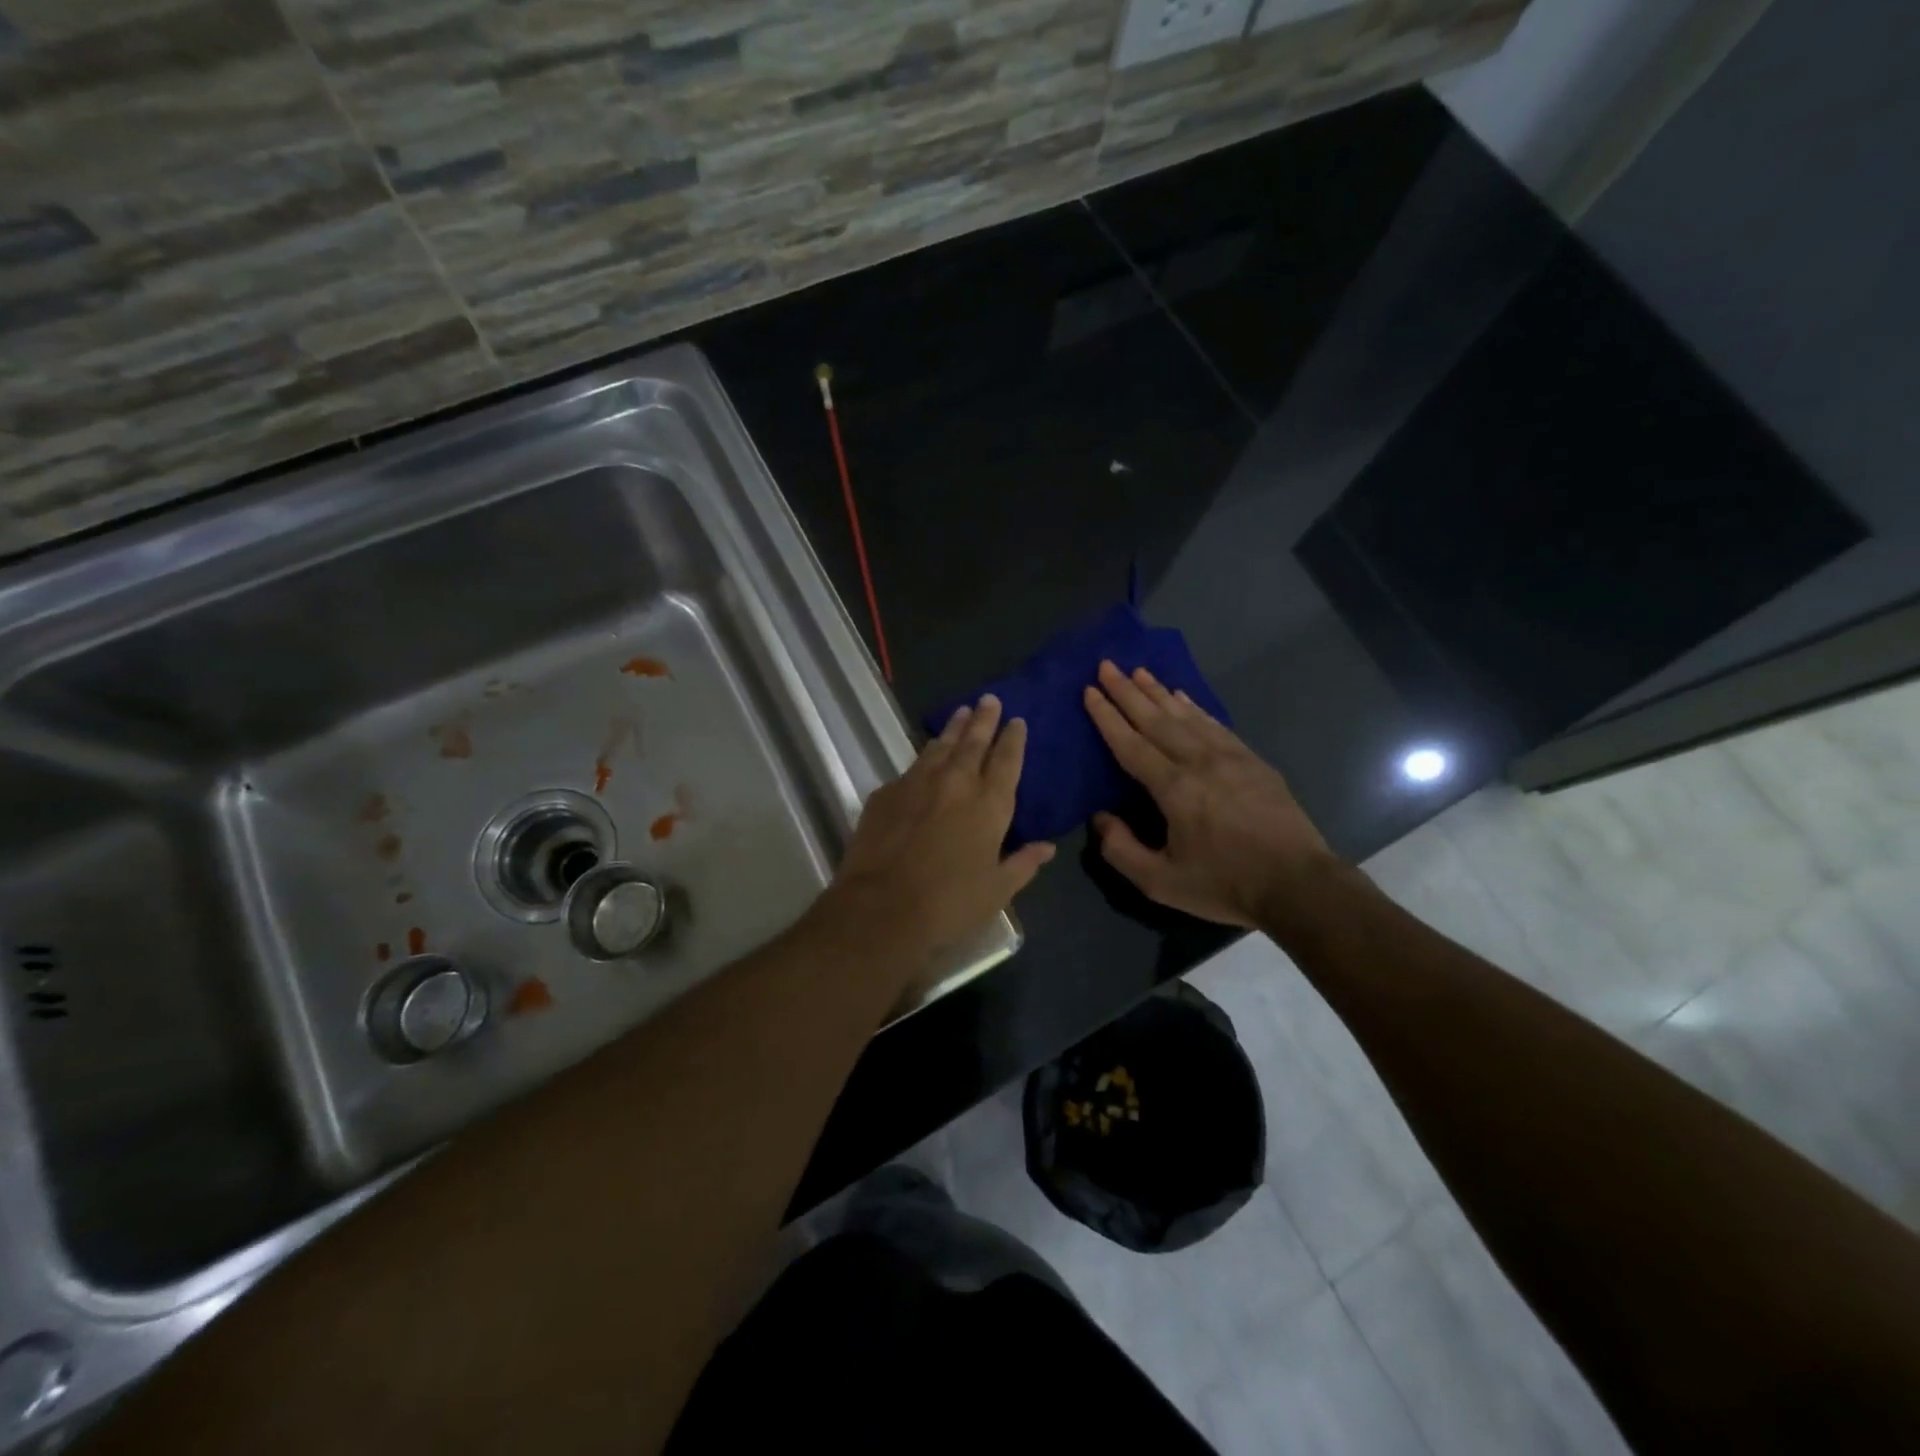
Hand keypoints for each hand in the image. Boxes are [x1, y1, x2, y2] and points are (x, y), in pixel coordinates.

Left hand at [820, 695, 1053, 973]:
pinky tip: (924, 758)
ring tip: (961, 713)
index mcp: (989, 804)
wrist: (881, 908)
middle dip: (984, 719)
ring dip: (953, 728)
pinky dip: (924, 757)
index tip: (1017, 720)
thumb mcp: (997, 890)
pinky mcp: (886, 793)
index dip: (1013, 738)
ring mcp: (917, 783)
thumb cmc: (949, 904)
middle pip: (973, 741)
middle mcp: (956, 783)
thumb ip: (1023, 863)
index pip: (1007, 760)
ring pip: (940, 746)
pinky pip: (911, 768)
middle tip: (989, 699)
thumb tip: (1047, 847)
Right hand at [1083, 661, 1334, 928]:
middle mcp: (1199, 762)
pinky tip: (1183, 697)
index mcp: (1174, 789)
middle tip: (1107, 665)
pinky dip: (1195, 707)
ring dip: (1159, 692)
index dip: (1107, 716)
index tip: (1090, 690)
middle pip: (1156, 719)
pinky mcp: (1252, 761)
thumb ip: (1121, 850)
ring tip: (1139, 671)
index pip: (1131, 744)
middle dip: (1127, 691)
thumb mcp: (1161, 883)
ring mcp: (1230, 757)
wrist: (1298, 885)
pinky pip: (1215, 724)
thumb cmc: (1225, 885)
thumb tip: (1099, 817)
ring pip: (1186, 715)